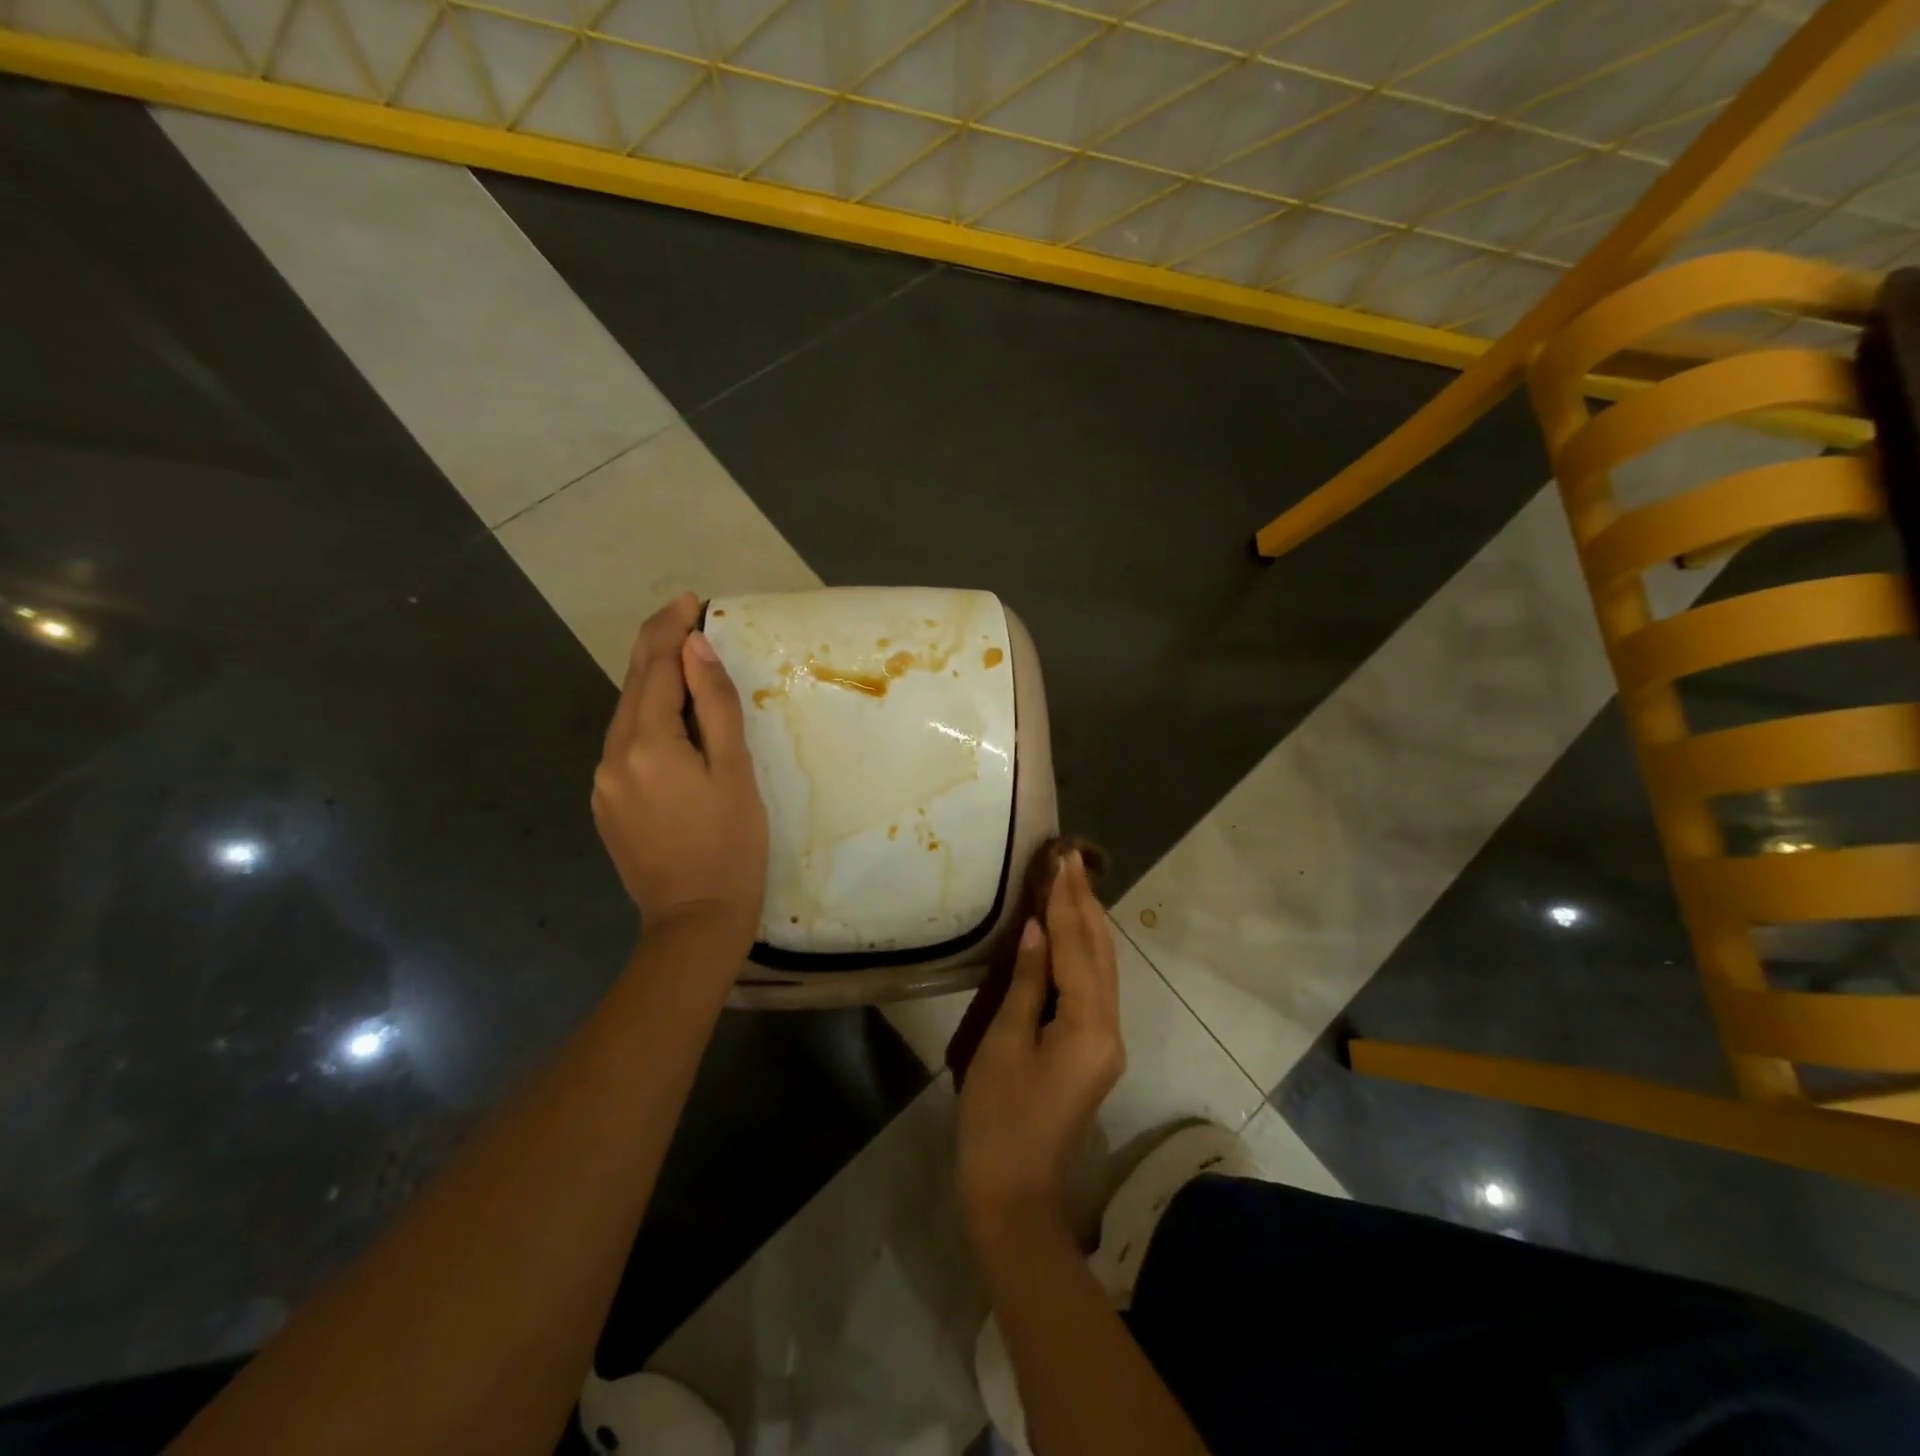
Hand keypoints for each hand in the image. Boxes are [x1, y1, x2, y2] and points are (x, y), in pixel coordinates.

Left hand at [591, 593, 767, 956]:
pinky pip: (626, 745)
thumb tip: (695, 648)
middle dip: (657, 646)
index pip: (654, 668)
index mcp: (646, 744)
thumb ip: (714, 706)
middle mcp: (612, 756)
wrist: (694, 922)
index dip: (671, 629)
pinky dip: (648, 719)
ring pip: (627, 715)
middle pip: (633, 685)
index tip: (692, 600)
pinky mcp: (606, 803)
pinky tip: (672, 721)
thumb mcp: (735, 772)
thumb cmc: (730, 846)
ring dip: (654, 683)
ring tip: (685, 661)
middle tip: (685, 614)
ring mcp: (603, 782)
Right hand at [957, 852, 1124, 1249]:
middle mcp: (1109, 1029)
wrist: (1014, 1196)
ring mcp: (1105, 1043)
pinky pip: (1093, 988)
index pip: (1078, 948)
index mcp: (1089, 1026)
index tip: (1060, 860)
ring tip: (1069, 885)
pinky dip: (1082, 954)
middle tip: (1068, 860)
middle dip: (1085, 905)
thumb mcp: (1004, 1044)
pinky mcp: (1093, 1052)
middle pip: (1101, 954)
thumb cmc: (999, 1120)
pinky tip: (1067, 936)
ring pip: (1102, 970)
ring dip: (1087, 926)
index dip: (1066, 902)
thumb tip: (1038, 930)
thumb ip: (1027, 982)